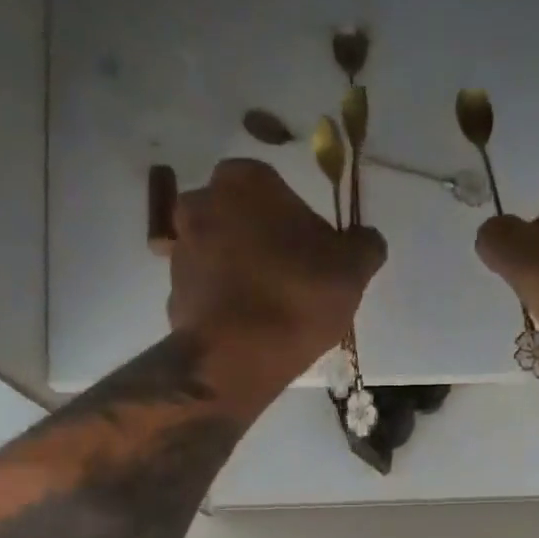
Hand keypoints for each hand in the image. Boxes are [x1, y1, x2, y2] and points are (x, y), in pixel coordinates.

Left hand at [169, 160, 385, 375]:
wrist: (235, 357)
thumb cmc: (296, 297)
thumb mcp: (351, 270)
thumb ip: (364, 245)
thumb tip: (366, 239)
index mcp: (244, 180)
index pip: (276, 188)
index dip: (297, 221)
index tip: (313, 254)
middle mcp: (201, 202)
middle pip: (242, 217)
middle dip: (262, 241)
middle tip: (291, 279)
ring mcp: (180, 249)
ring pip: (220, 252)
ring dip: (241, 271)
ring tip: (269, 309)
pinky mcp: (171, 292)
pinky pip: (207, 290)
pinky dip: (224, 302)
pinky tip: (247, 328)